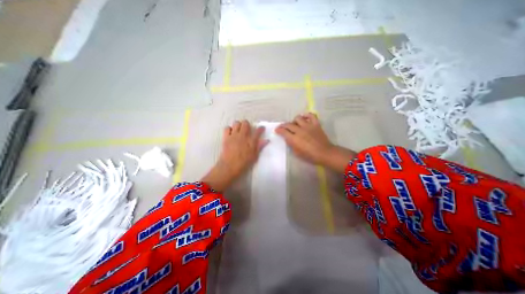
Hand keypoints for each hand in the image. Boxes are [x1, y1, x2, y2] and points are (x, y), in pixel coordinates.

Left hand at [201, 119, 266, 191]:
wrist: (230, 166)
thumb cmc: (244, 163)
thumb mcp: (254, 156)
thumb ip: (260, 146)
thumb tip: (267, 140)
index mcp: (251, 141)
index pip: (258, 131)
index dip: (261, 128)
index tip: (262, 128)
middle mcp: (243, 136)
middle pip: (245, 123)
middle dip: (247, 124)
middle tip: (247, 129)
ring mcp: (234, 136)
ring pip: (236, 123)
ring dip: (238, 125)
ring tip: (238, 130)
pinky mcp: (226, 137)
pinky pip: (227, 128)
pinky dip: (229, 129)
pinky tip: (231, 133)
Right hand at [276, 111, 356, 172]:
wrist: (324, 153)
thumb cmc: (310, 155)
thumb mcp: (297, 152)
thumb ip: (291, 144)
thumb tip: (288, 138)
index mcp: (294, 139)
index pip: (283, 131)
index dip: (278, 130)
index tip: (277, 130)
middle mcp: (300, 131)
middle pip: (289, 124)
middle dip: (283, 125)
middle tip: (282, 127)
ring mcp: (308, 126)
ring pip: (298, 118)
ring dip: (294, 120)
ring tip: (294, 124)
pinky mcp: (316, 124)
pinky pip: (311, 115)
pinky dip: (307, 115)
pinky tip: (304, 117)